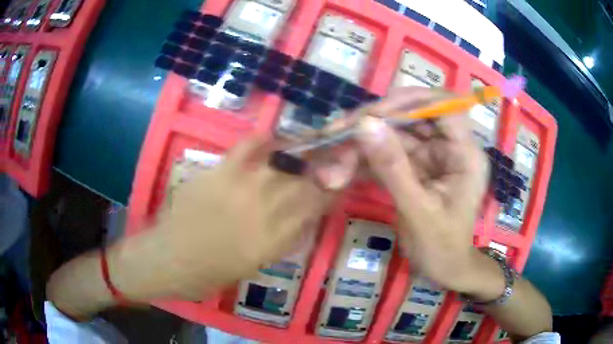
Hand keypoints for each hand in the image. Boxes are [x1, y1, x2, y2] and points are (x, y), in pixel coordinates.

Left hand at [111, 137, 331, 300]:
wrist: (169, 259)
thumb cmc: (210, 273)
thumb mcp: (254, 265)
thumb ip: (280, 240)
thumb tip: (299, 219)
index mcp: (276, 239)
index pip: (316, 207)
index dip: (330, 193)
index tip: (335, 185)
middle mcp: (267, 211)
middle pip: (306, 182)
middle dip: (321, 172)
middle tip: (323, 167)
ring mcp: (244, 187)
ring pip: (285, 164)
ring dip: (299, 157)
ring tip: (304, 153)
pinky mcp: (221, 172)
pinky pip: (250, 146)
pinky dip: (264, 139)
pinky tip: (273, 140)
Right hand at [354, 87, 490, 293]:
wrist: (444, 270)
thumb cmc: (441, 247)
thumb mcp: (418, 211)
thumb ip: (393, 167)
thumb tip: (365, 124)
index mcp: (465, 154)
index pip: (444, 106)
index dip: (409, 102)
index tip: (373, 114)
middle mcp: (449, 147)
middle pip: (413, 115)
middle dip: (375, 122)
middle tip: (338, 132)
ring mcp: (431, 156)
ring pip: (395, 133)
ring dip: (363, 143)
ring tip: (331, 158)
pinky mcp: (416, 166)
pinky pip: (388, 153)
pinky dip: (364, 159)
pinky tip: (341, 169)